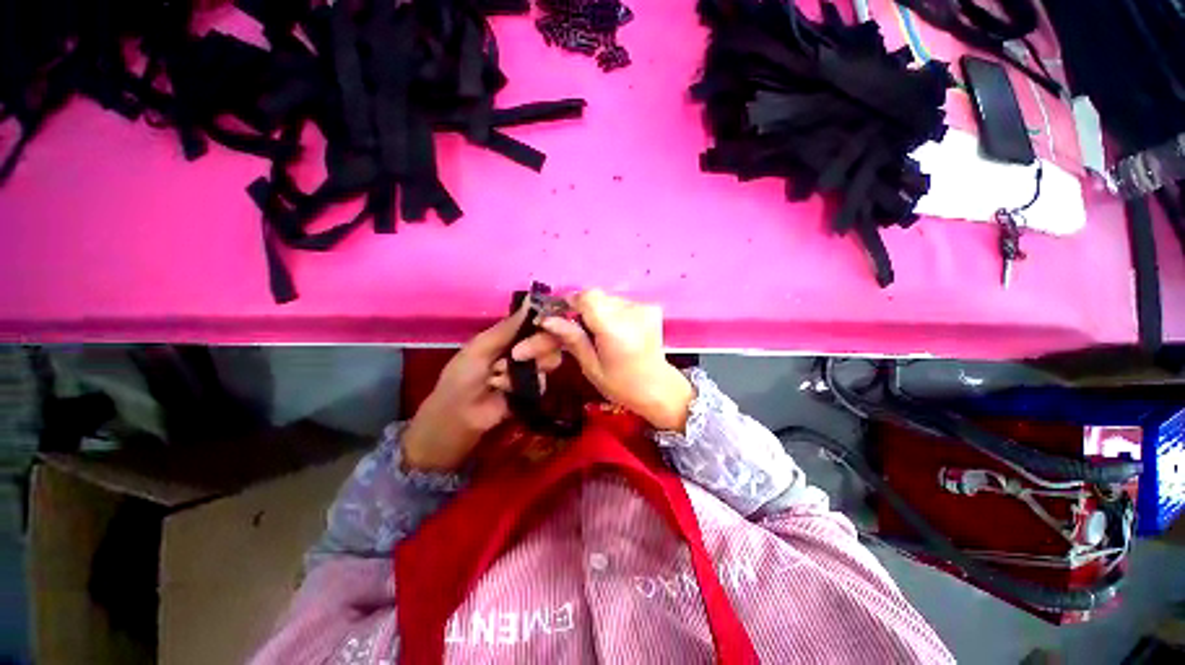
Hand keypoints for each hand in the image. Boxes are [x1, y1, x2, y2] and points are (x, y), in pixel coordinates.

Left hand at [402, 305, 561, 471]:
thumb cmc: (463, 375)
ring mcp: (532, 370)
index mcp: (512, 335)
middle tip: (516, 355)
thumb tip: (531, 299)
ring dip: (525, 368)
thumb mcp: (481, 346)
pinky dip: (522, 385)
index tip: (546, 323)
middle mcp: (526, 349)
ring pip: (550, 360)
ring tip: (500, 376)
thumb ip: (509, 326)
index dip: (547, 321)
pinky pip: (543, 381)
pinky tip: (504, 390)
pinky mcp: (535, 390)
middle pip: (551, 340)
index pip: (540, 321)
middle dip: (536, 346)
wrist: (458, 415)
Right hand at [513, 289, 694, 431]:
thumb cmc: (622, 385)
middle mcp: (631, 312)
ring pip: (608, 298)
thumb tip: (547, 320)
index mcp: (614, 328)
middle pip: (597, 296)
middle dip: (583, 309)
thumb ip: (572, 339)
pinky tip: (616, 331)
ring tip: (600, 333)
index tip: (563, 316)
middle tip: (581, 330)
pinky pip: (621, 303)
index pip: (587, 297)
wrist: (659, 388)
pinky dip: (613, 312)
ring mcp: (643, 307)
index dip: (572, 302)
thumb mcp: (591, 367)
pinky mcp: (650, 307)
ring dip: (598, 311)